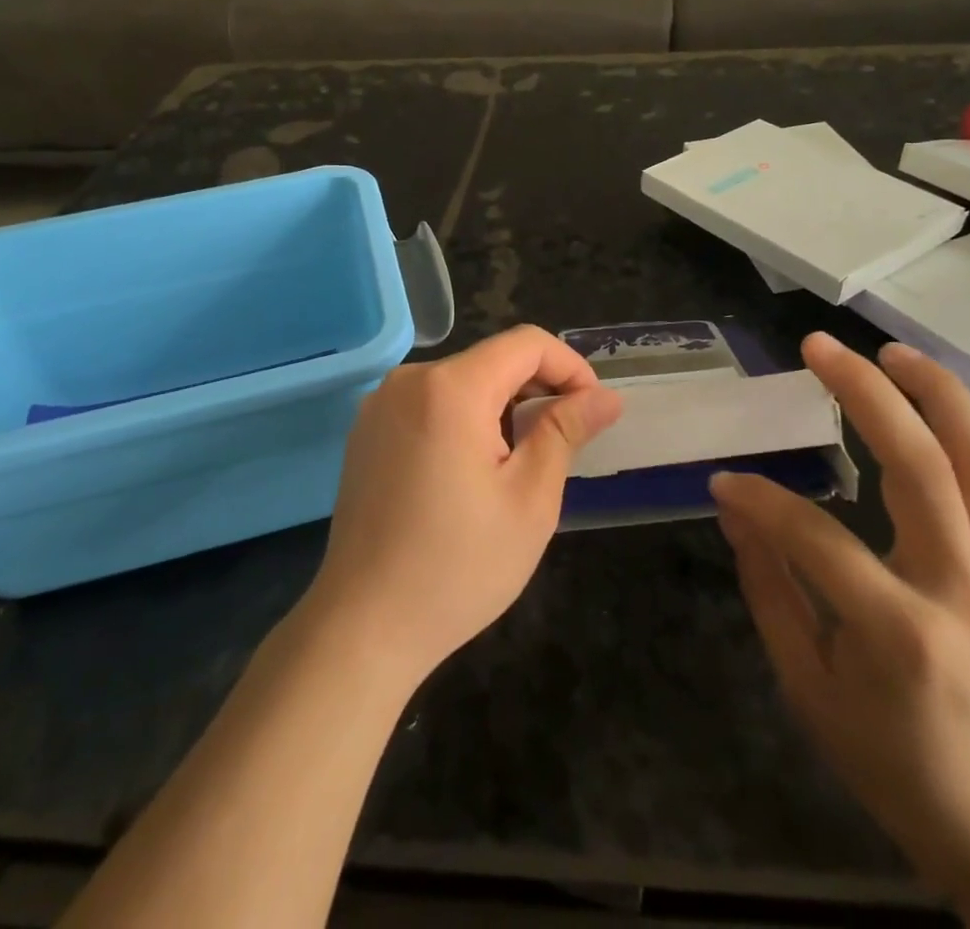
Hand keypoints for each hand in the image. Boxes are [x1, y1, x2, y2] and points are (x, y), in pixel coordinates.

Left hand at [306, 326, 623, 683]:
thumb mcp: (530, 499)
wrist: (363, 626)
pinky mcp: (366, 431)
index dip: (570, 367)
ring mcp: (380, 404)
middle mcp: (408, 380)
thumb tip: (606, 397)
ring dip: (501, 408)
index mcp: (450, 388)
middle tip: (561, 446)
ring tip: (516, 466)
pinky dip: (463, 420)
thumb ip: (566, 431)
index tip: (592, 411)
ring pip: (461, 382)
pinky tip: (469, 474)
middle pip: (491, 360)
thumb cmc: (458, 566)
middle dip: (536, 391)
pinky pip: (429, 404)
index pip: (526, 343)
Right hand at [710, 334, 969, 897]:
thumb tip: (735, 509)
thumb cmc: (890, 758)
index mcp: (901, 634)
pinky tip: (939, 403)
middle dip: (865, 394)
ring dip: (938, 395)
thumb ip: (768, 587)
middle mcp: (966, 593)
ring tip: (892, 350)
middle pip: (921, 469)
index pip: (818, 538)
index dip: (763, 502)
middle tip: (818, 347)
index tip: (725, 481)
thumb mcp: (807, 684)